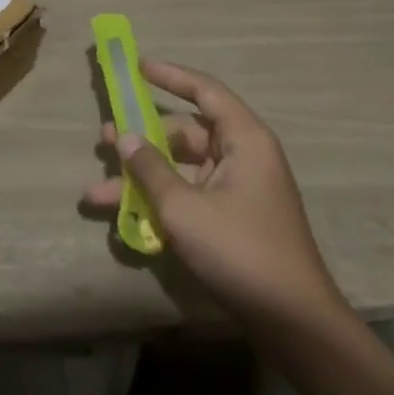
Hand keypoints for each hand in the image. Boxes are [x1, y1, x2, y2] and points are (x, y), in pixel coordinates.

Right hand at [84, 58, 346, 336]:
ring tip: (98, 193)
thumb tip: (125, 137)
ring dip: (142, 180)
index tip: (136, 66)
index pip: (204, 90)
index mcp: (244, 140)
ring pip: (180, 169)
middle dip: (142, 139)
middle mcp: (242, 157)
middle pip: (185, 133)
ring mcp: (237, 191)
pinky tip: (125, 221)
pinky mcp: (232, 221)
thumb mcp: (185, 209)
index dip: (170, 75)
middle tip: (104, 140)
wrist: (295, 328)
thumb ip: (150, 169)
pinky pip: (188, 197)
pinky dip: (159, 203)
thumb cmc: (242, 251)